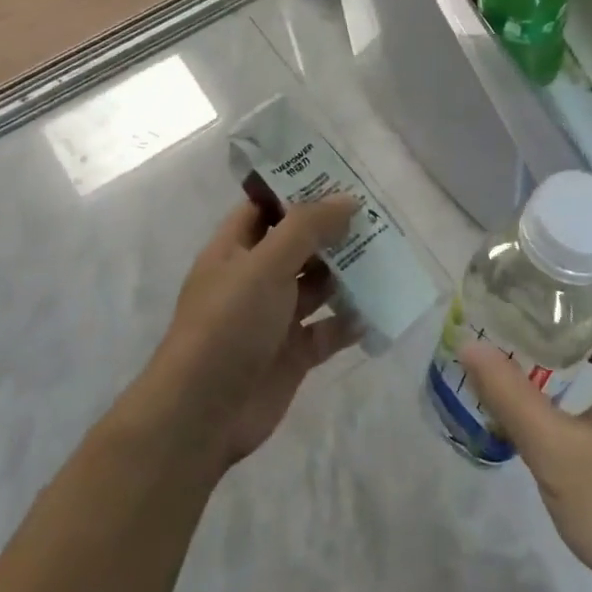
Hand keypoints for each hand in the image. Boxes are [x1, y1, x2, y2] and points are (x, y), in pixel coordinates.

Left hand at [141, 195, 358, 471]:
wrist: (202, 415)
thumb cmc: (228, 325)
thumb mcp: (265, 265)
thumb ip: (307, 228)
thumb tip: (347, 199)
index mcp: (234, 250)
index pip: (266, 208)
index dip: (298, 191)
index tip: (340, 176)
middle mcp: (254, 279)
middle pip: (298, 246)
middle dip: (332, 232)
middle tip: (378, 214)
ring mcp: (275, 318)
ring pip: (317, 286)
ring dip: (348, 273)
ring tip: (389, 254)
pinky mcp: (294, 353)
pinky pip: (329, 329)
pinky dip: (351, 319)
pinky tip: (380, 307)